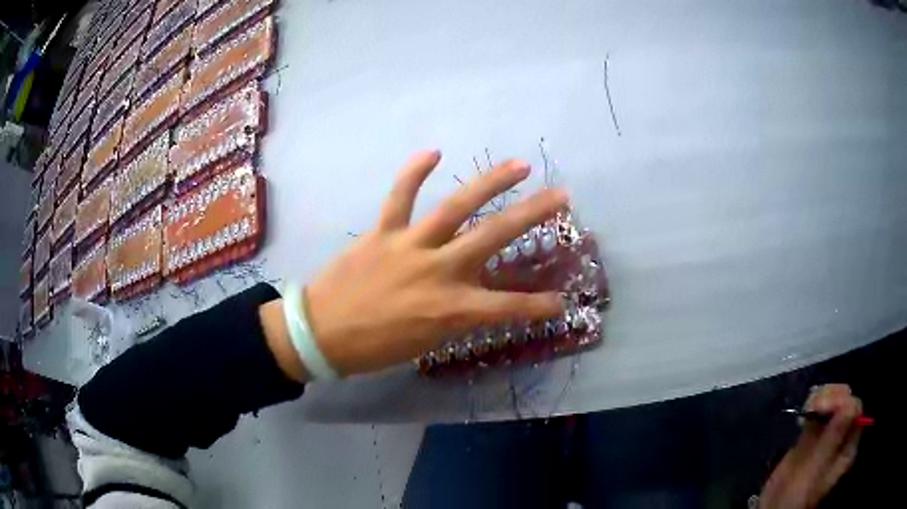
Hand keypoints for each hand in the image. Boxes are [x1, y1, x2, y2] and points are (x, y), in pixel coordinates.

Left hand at [302, 150, 566, 375]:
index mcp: (452, 308)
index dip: (540, 306)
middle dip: (533, 214)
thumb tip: (480, 302)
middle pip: (495, 237)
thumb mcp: (426, 343)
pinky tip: (434, 152)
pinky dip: (415, 172)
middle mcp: (439, 271)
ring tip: (518, 165)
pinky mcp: (383, 232)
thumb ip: (457, 318)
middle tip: (561, 195)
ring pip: (456, 207)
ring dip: (490, 183)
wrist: (321, 333)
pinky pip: (400, 197)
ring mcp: (411, 245)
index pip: (510, 307)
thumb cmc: (375, 348)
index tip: (562, 302)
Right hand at [759, 384, 862, 508]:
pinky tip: (803, 413)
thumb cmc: (796, 495)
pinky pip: (820, 410)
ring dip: (821, 397)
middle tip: (812, 406)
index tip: (821, 408)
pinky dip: (813, 404)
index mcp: (847, 447)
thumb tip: (849, 400)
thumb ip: (833, 437)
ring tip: (806, 408)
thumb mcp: (814, 470)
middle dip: (831, 396)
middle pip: (846, 400)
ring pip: (834, 400)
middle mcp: (842, 437)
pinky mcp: (814, 435)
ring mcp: (828, 435)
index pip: (855, 409)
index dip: (842, 401)